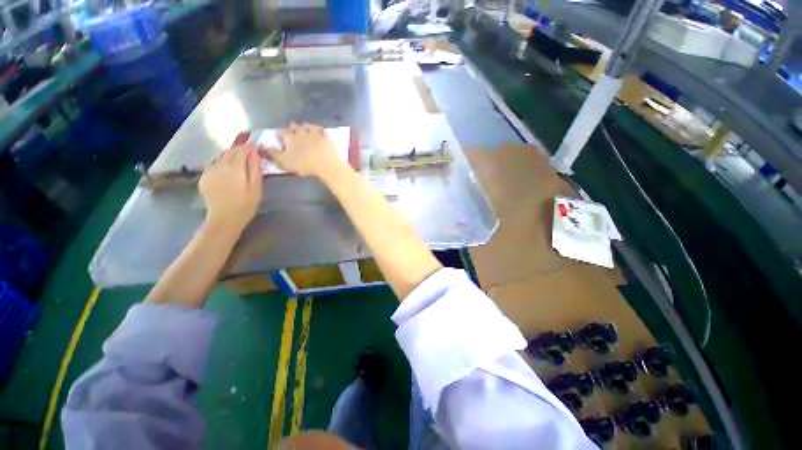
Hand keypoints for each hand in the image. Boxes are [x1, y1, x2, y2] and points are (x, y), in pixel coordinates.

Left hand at [199, 144, 261, 231]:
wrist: (224, 219)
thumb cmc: (245, 205)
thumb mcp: (256, 187)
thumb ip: (255, 168)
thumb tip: (254, 152)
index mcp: (235, 167)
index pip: (243, 150)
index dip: (251, 147)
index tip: (258, 148)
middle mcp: (220, 165)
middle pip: (230, 150)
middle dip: (241, 149)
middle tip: (251, 152)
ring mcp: (209, 170)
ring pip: (220, 155)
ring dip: (231, 153)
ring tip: (240, 158)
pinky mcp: (204, 177)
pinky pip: (213, 163)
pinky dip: (221, 161)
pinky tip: (227, 167)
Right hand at [265, 122, 342, 176]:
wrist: (326, 163)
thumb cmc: (304, 164)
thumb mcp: (284, 162)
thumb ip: (272, 154)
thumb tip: (261, 148)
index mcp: (290, 136)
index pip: (281, 132)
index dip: (280, 134)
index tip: (279, 137)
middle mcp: (301, 131)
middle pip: (294, 126)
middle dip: (292, 129)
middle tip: (293, 134)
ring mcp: (314, 132)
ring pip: (307, 125)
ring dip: (305, 127)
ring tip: (305, 131)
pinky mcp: (326, 136)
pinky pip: (321, 129)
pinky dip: (318, 130)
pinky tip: (319, 133)